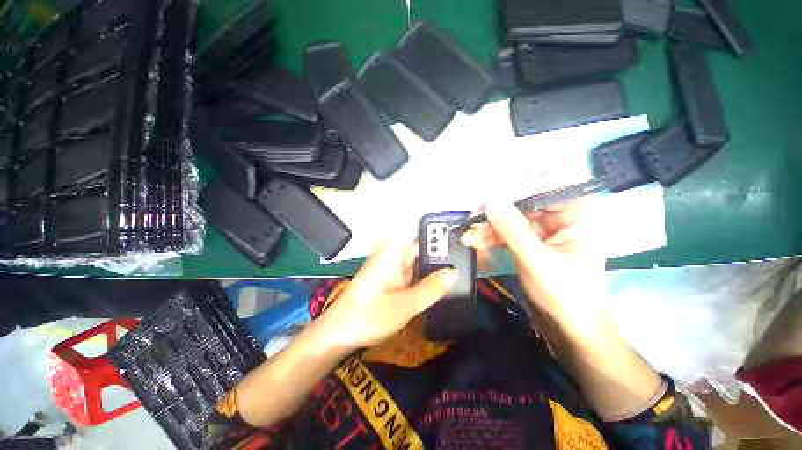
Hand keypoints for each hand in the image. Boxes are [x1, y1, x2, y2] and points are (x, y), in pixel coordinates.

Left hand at [322, 238, 457, 348]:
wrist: (339, 334)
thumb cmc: (367, 317)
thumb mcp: (404, 306)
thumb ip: (430, 289)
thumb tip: (454, 272)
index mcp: (392, 253)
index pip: (415, 228)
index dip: (434, 225)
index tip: (457, 229)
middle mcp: (393, 255)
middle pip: (420, 243)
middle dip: (441, 247)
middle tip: (467, 252)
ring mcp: (392, 266)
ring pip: (418, 258)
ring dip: (435, 262)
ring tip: (463, 264)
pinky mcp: (393, 278)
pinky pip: (413, 271)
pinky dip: (427, 274)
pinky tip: (443, 279)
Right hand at [460, 201, 606, 333]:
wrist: (568, 324)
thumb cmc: (565, 294)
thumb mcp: (537, 261)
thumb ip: (513, 231)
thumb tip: (491, 202)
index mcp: (577, 216)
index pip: (549, 188)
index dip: (518, 189)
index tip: (491, 198)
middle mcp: (560, 217)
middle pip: (522, 205)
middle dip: (494, 215)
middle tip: (470, 223)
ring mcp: (543, 229)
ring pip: (510, 219)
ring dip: (487, 228)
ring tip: (467, 238)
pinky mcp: (529, 241)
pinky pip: (507, 233)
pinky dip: (490, 238)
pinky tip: (474, 243)